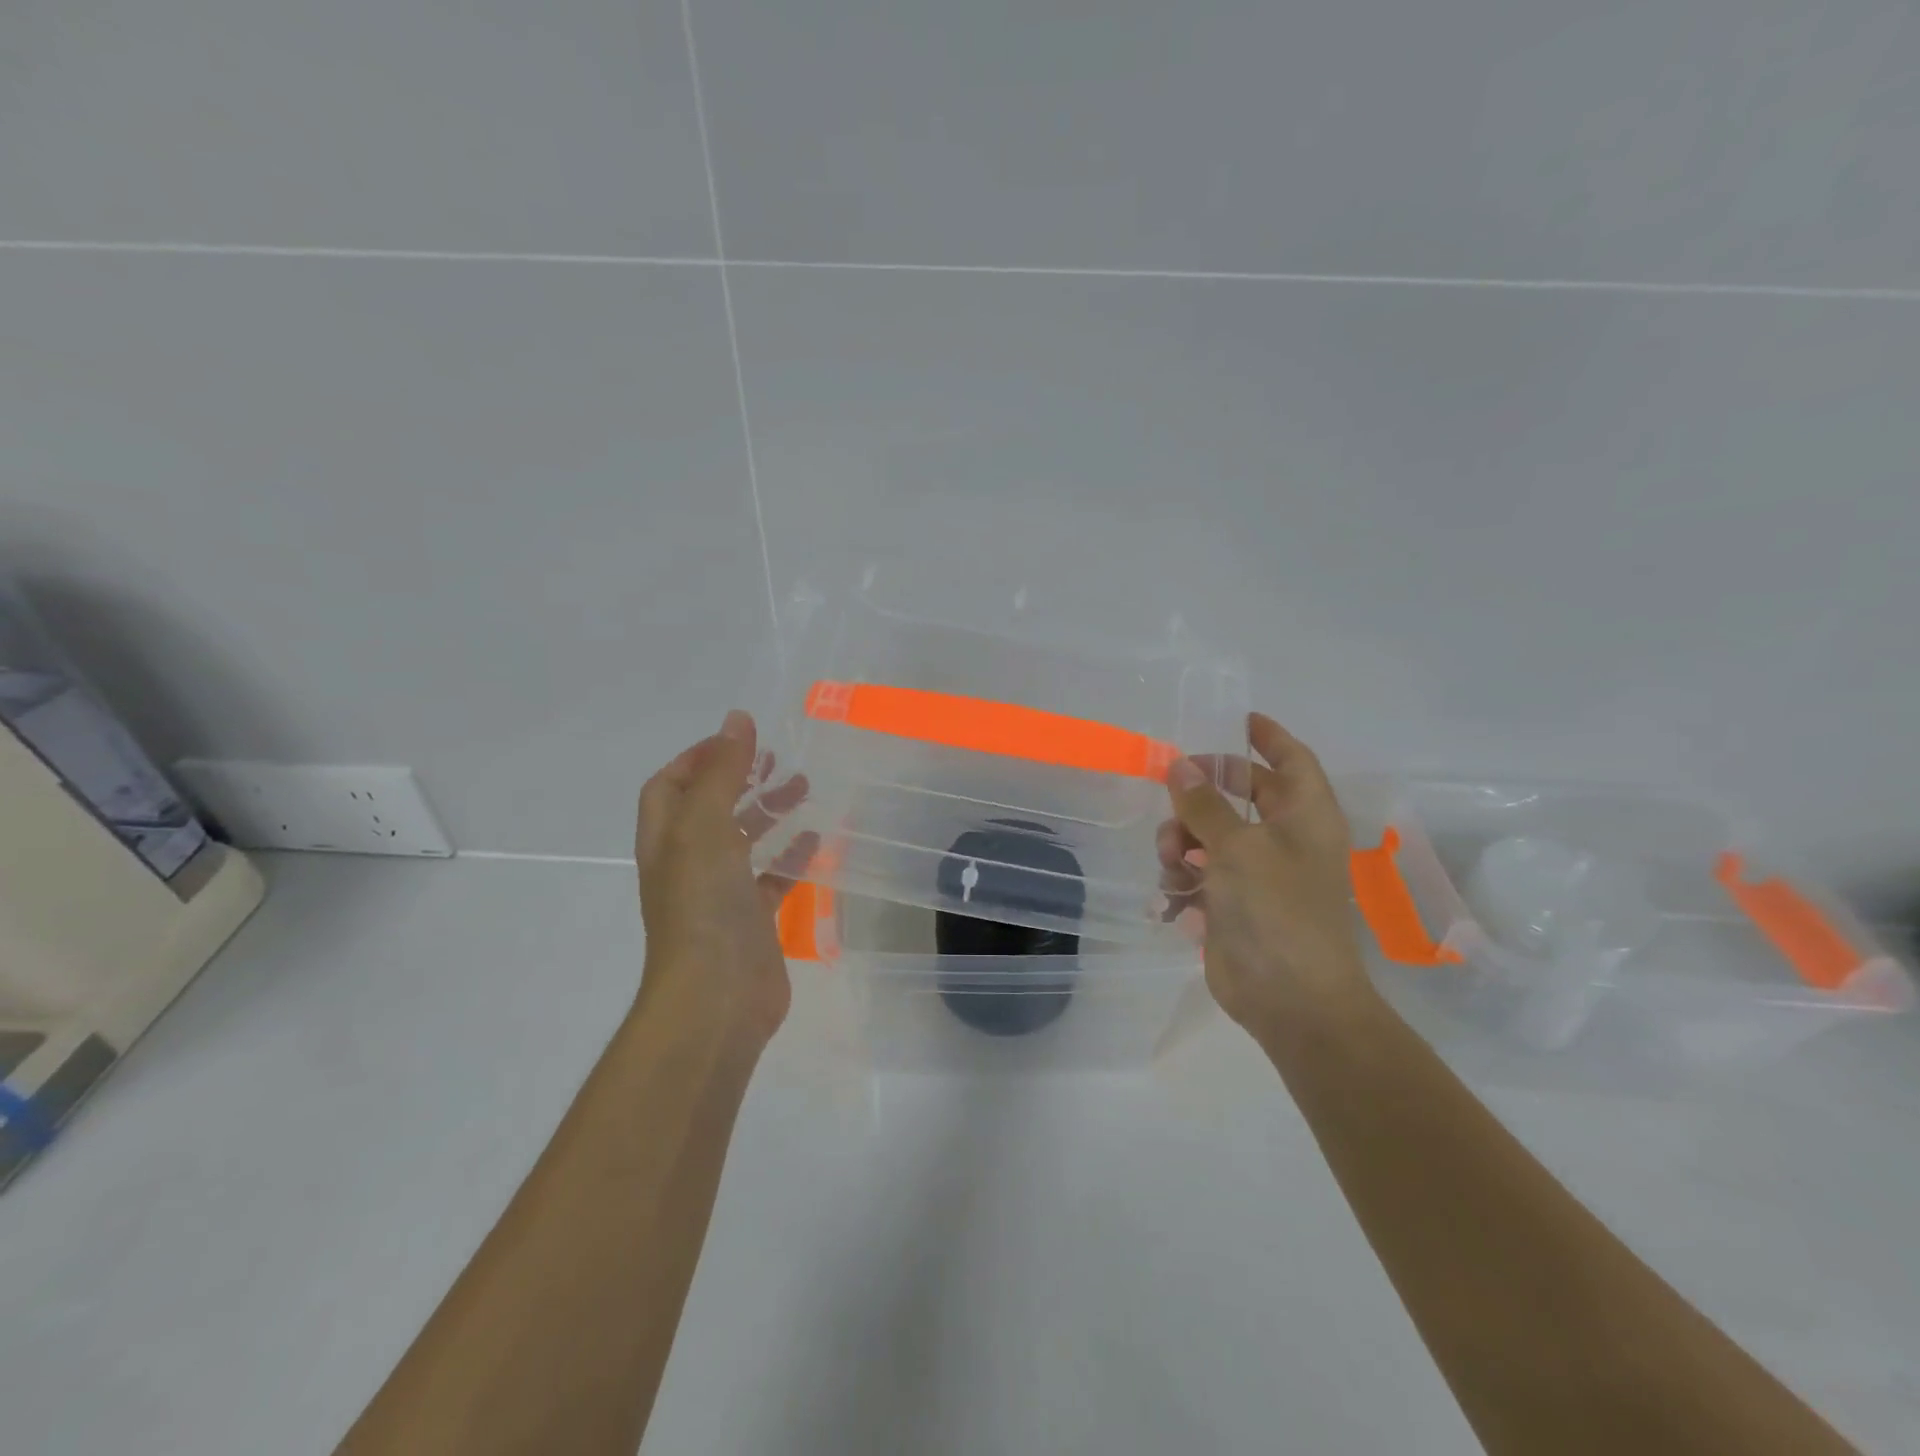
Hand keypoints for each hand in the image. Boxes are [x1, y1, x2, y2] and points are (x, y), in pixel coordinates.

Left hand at [634, 710, 816, 1046]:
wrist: (715, 998)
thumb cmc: (703, 905)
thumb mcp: (706, 826)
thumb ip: (722, 772)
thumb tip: (736, 719)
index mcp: (667, 839)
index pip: (669, 785)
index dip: (697, 757)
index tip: (739, 740)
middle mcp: (688, 862)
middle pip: (710, 808)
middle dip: (740, 779)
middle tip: (778, 760)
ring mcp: (720, 893)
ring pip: (744, 840)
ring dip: (769, 812)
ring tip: (804, 789)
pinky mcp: (752, 919)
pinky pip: (772, 877)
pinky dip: (791, 856)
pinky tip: (817, 842)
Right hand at [1157, 712, 1373, 1033]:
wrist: (1289, 1000)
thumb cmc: (1277, 911)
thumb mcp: (1237, 847)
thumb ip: (1205, 804)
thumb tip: (1179, 765)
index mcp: (1306, 816)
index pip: (1292, 760)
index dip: (1268, 737)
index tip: (1238, 719)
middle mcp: (1286, 838)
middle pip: (1242, 794)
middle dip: (1204, 792)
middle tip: (1172, 786)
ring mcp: (1259, 873)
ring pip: (1210, 833)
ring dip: (1183, 839)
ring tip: (1173, 859)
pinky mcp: (1233, 903)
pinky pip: (1200, 871)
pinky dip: (1183, 876)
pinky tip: (1175, 894)